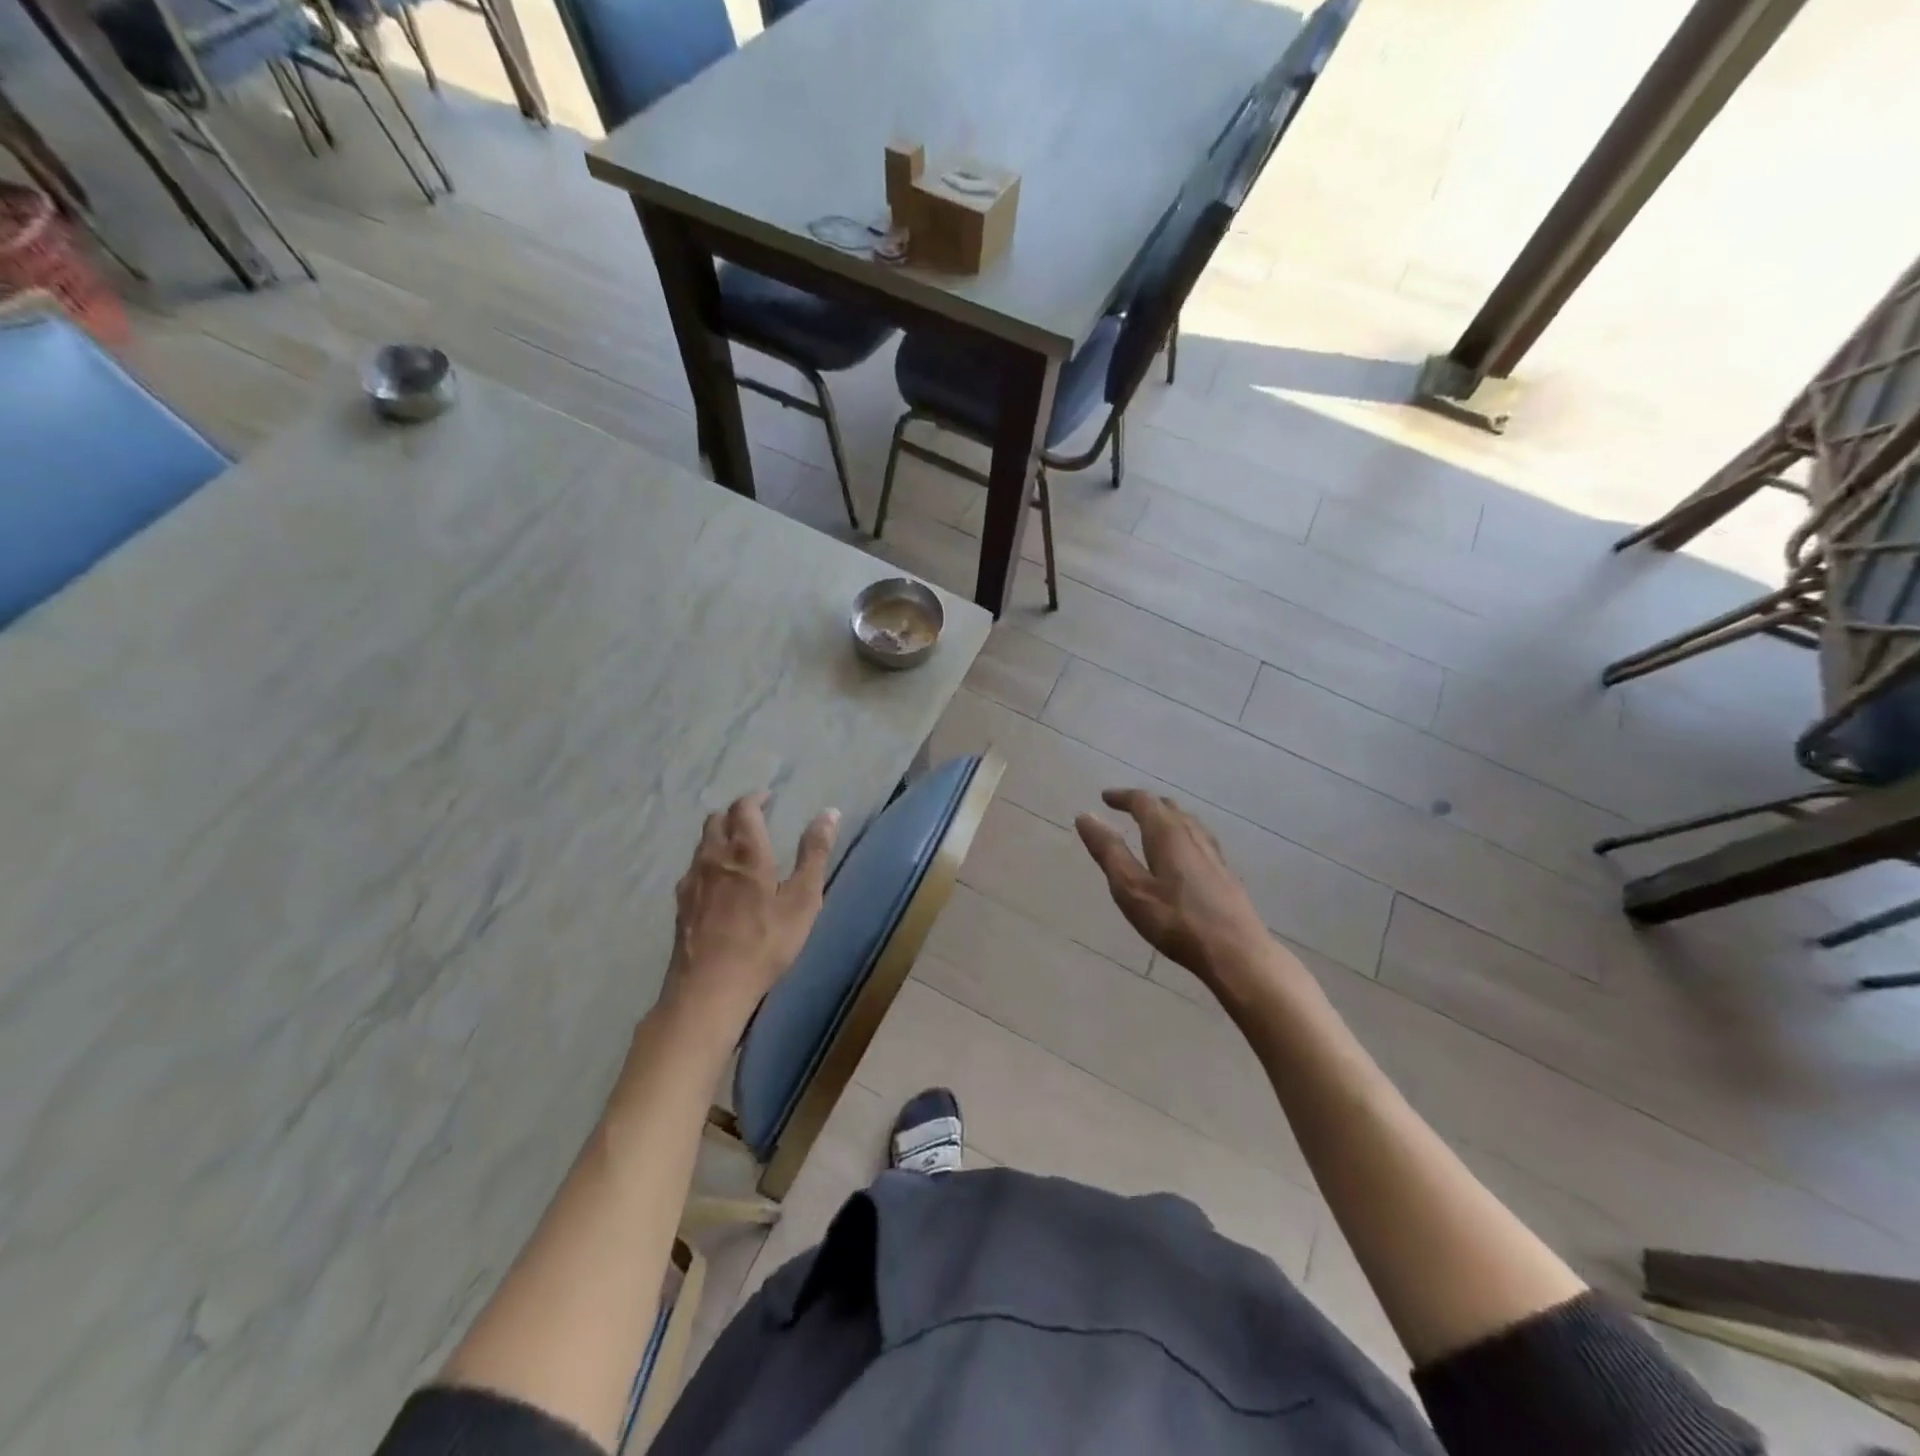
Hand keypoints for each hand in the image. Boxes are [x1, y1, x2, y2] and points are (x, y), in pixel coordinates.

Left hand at [666, 792, 838, 1027]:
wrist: (709, 989)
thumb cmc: (764, 943)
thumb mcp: (803, 900)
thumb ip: (815, 853)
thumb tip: (829, 812)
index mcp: (745, 851)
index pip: (744, 807)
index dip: (756, 798)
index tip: (769, 798)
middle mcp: (713, 857)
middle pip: (716, 820)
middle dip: (736, 813)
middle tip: (755, 820)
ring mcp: (691, 881)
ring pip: (702, 844)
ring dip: (720, 836)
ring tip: (739, 849)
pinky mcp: (680, 904)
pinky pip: (693, 869)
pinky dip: (708, 863)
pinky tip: (719, 884)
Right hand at [1075, 789, 1269, 983]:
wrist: (1236, 953)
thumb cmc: (1176, 921)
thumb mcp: (1130, 888)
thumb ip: (1108, 851)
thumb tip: (1086, 816)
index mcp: (1167, 833)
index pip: (1144, 801)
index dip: (1123, 797)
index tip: (1105, 798)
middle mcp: (1192, 835)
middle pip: (1168, 807)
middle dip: (1145, 804)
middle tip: (1125, 809)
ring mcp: (1213, 853)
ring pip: (1187, 822)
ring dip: (1165, 817)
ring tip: (1151, 826)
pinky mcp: (1224, 872)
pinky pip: (1198, 839)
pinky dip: (1180, 834)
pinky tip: (1181, 854)